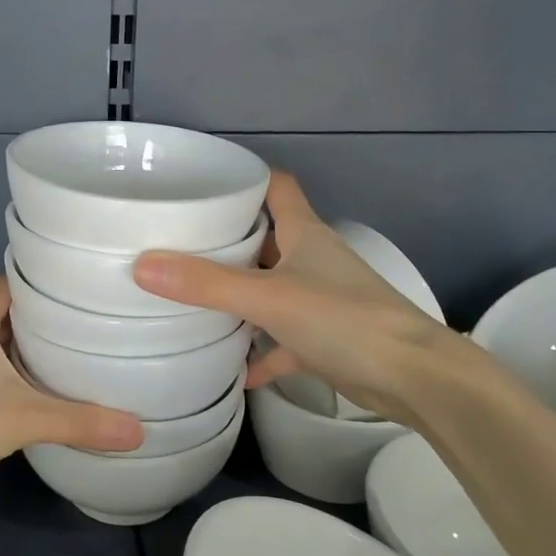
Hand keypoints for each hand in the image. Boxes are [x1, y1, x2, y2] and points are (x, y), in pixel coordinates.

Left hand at [0, 276, 142, 519]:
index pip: (14, 282)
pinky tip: (45, 397)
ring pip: (0, 348)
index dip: (47, 281)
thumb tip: (139, 431)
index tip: (86, 286)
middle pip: (11, 315)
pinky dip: (17, 381)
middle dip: (49, 319)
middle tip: (96, 323)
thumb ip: (82, 422)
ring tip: (82, 356)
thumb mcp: (23, 418)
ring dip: (32, 352)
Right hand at [132, 172, 476, 424]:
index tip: (204, 183)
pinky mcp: (326, 340)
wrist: (413, 377)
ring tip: (192, 297)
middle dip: (228, 239)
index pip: (277, 186)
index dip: (246, 178)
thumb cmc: (344, 319)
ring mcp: (321, 300)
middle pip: (267, 237)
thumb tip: (142, 265)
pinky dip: (261, 351)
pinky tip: (234, 369)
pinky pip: (283, 340)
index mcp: (305, 233)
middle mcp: (313, 259)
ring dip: (241, 294)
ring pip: (273, 288)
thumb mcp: (269, 298)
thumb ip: (207, 284)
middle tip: (179, 242)